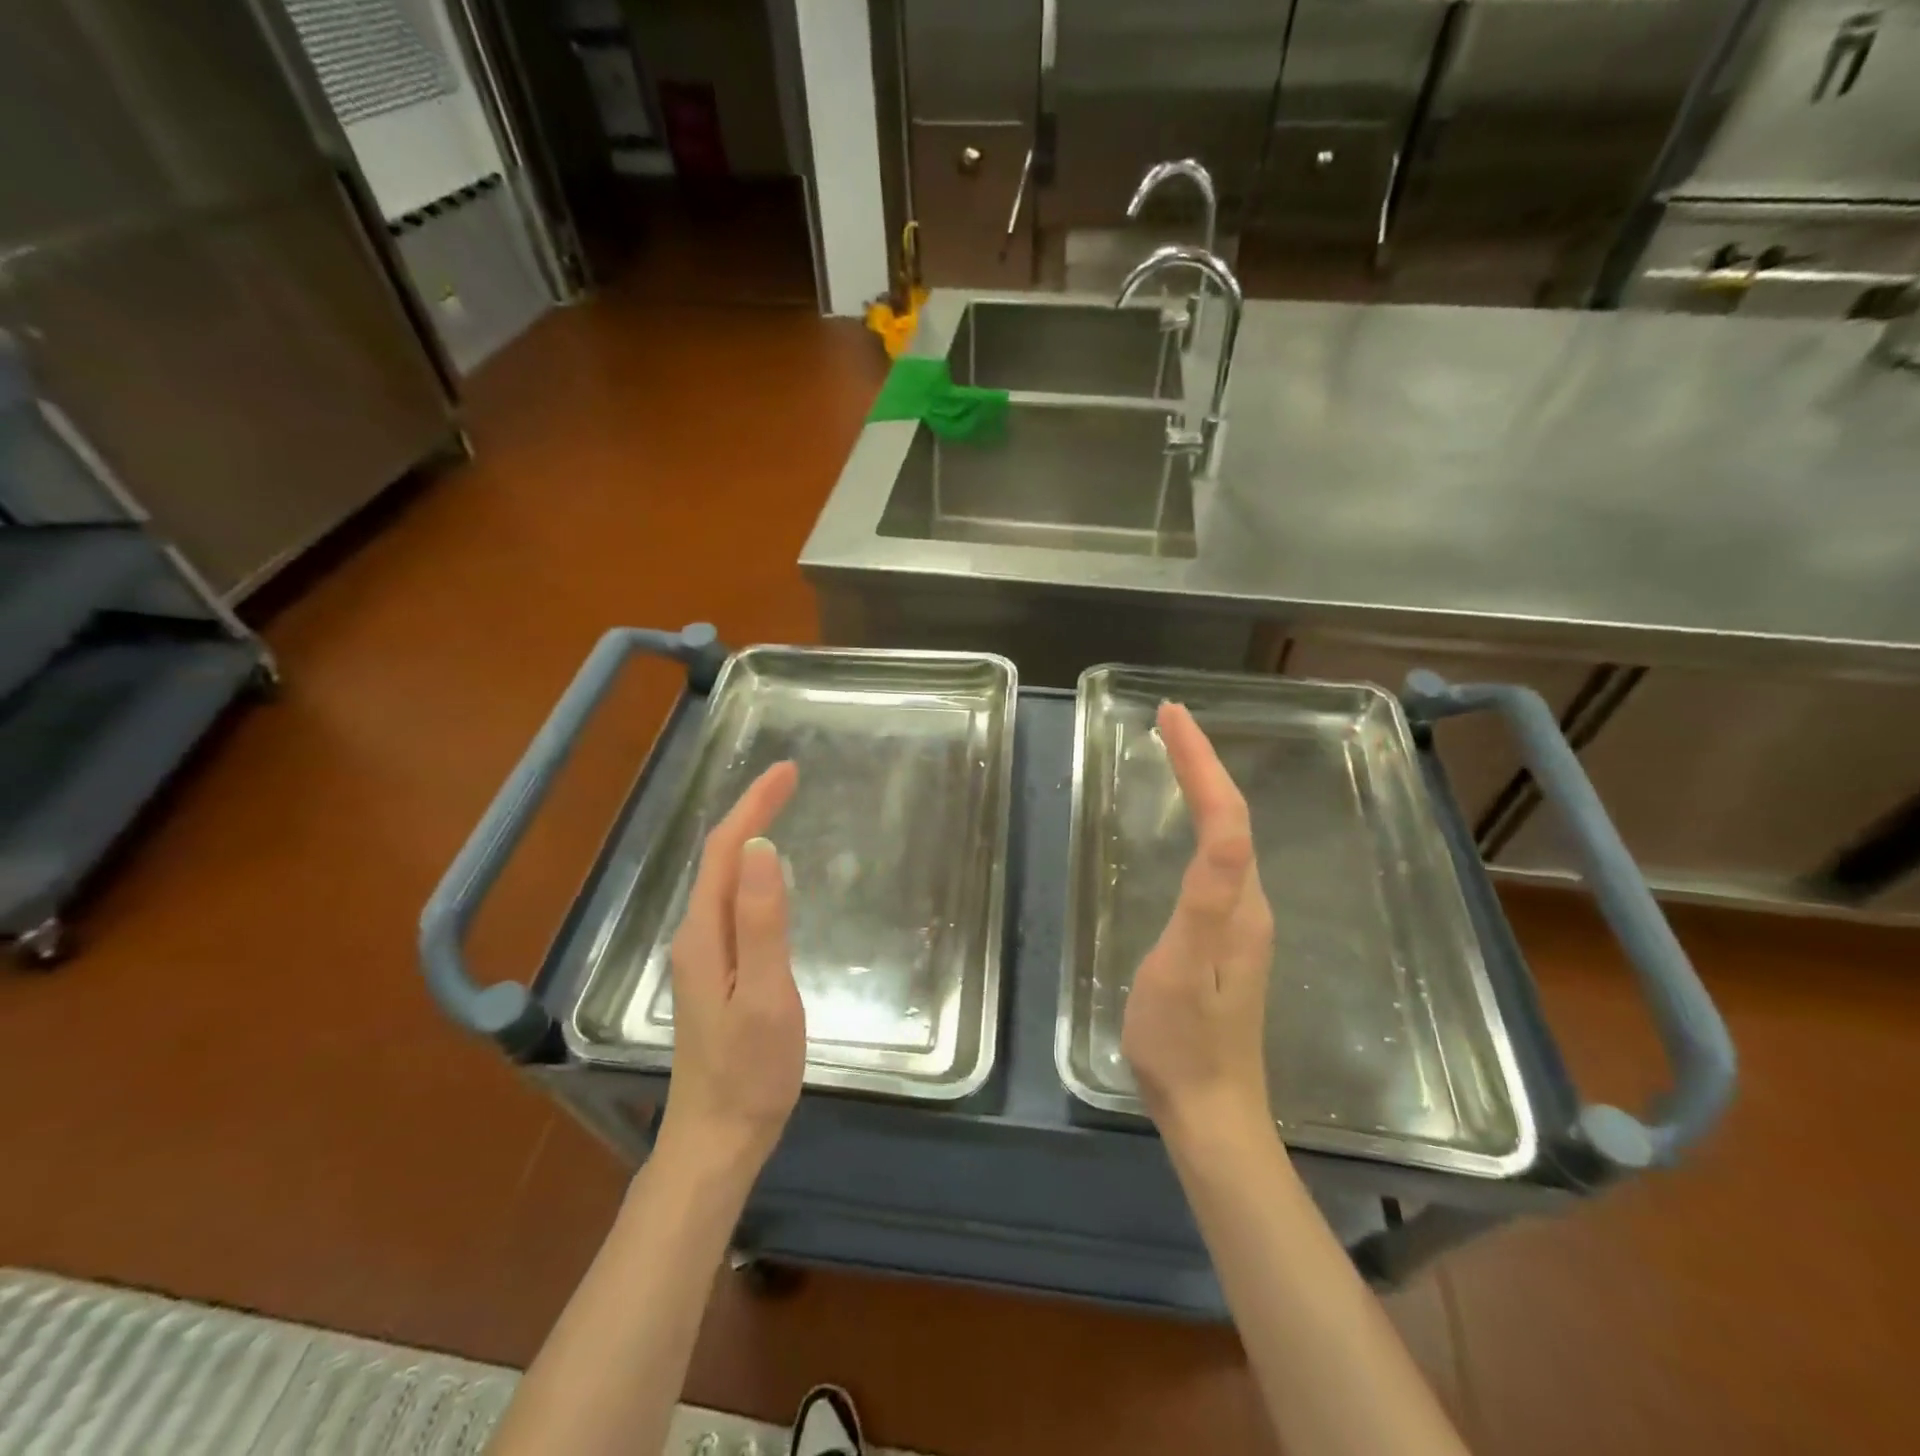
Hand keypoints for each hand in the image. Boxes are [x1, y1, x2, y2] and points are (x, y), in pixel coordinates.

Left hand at [657, 761, 805, 1173]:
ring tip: (780, 810)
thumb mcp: (765, 995)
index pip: (727, 850)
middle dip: (752, 811)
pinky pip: (732, 901)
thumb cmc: (749, 1071)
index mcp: (705, 933)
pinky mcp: (715, 972)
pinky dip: (751, 870)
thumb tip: (762, 849)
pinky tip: (769, 874)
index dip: (754, 805)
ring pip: (723, 878)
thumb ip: (762, 922)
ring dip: (749, 836)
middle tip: (791, 781)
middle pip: (721, 858)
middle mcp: (696, 935)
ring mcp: (703, 956)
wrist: (716, 1139)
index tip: (788, 771)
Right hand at [1121, 703, 1276, 1150]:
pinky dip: (1200, 822)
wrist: (1208, 1113)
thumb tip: (1225, 828)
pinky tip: (1185, 824)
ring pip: (1228, 836)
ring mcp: (1239, 923)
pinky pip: (1217, 860)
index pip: (1226, 813)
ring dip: (1203, 787)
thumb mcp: (1184, 967)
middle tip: (1167, 722)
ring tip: (1175, 753)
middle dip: (1203, 762)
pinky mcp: (1224, 939)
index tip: (1170, 714)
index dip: (1201, 760)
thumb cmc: (1182, 1041)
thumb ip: (1208, 898)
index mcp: (1239, 904)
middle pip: (1232, 816)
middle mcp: (1249, 904)